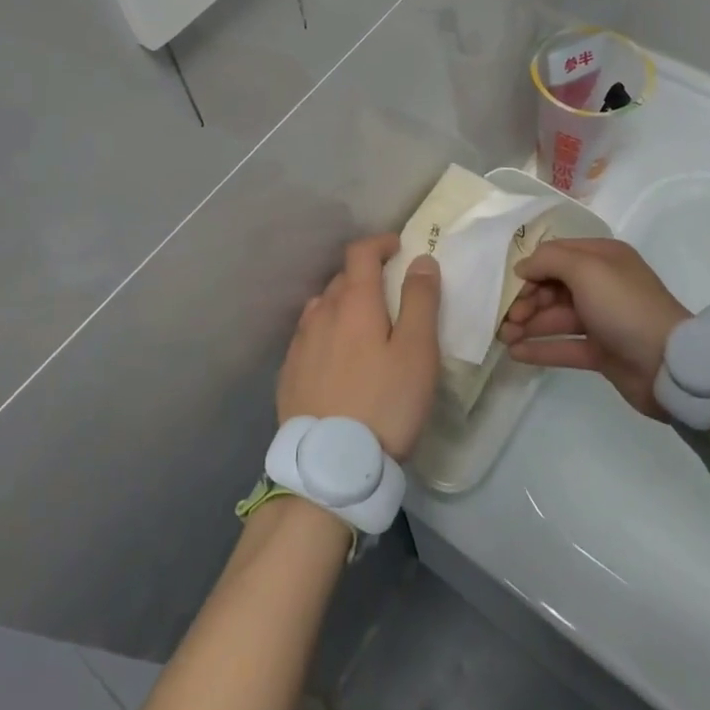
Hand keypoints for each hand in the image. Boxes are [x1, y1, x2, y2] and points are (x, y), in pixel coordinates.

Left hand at [279, 235, 439, 460]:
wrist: (330, 467)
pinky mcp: (288, 373)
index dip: (380, 243)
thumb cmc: (385, 404)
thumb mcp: (417, 352)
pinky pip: (309, 338)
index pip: (360, 252)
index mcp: (353, 302)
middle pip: (342, 279)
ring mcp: (300, 344)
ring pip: (323, 308)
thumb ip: (420, 301)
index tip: (399, 249)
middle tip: (391, 295)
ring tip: (364, 329)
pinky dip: (327, 334)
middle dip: (366, 277)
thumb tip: (421, 260)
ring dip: (344, 306)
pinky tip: (338, 361)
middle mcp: (321, 313)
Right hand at [500, 238, 688, 418]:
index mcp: (603, 258)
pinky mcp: (602, 351)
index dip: (532, 268)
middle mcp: (602, 284)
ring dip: (528, 324)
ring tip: (503, 337)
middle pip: (553, 286)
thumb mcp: (586, 269)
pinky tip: (516, 353)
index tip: (510, 283)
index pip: (557, 254)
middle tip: (505, 317)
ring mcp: (602, 319)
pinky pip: (564, 345)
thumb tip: (523, 267)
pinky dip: (540, 347)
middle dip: (527, 299)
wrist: (670, 364)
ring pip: (556, 317)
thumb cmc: (625, 306)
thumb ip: (549, 260)